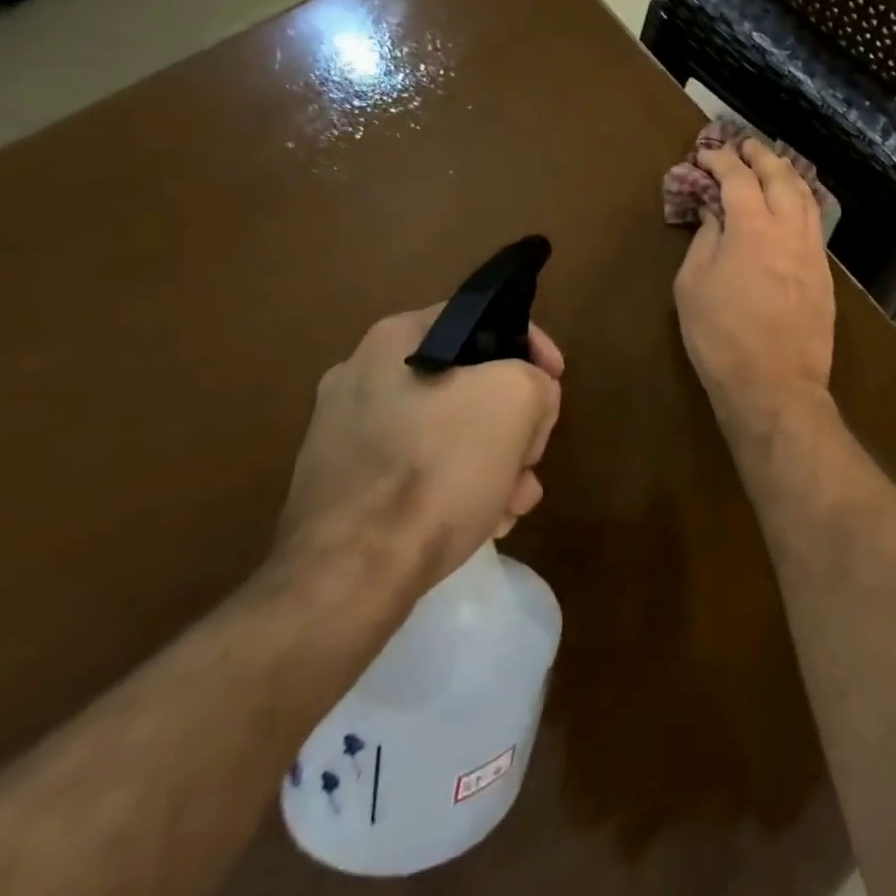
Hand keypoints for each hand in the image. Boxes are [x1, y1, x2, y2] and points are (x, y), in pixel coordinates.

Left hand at [276, 307, 564, 590]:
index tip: (555, 381)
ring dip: (490, 459)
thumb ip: (536, 381)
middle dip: (511, 421)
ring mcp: (343, 436)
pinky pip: (414, 472)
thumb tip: (528, 401)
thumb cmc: (436, 467)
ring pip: (443, 432)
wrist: (349, 575)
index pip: (482, 320)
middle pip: (466, 383)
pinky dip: (452, 487)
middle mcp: (360, 377)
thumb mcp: (517, 399)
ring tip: (515, 503)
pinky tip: (481, 522)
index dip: (531, 346)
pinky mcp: (339, 489)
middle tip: (533, 457)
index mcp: (395, 340)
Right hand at [674, 139, 835, 432]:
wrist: (775, 385)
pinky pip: (815, 223)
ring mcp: (812, 251)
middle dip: (761, 156)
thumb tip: (716, 214)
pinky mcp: (824, 273)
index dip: (722, 160)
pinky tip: (795, 204)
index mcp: (752, 228)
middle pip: (780, 177)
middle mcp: (788, 229)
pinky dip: (803, 202)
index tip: (707, 153)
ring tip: (774, 165)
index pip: (738, 178)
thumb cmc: (721, 337)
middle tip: (745, 146)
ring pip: (806, 197)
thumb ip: (705, 240)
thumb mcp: (693, 286)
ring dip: (788, 174)